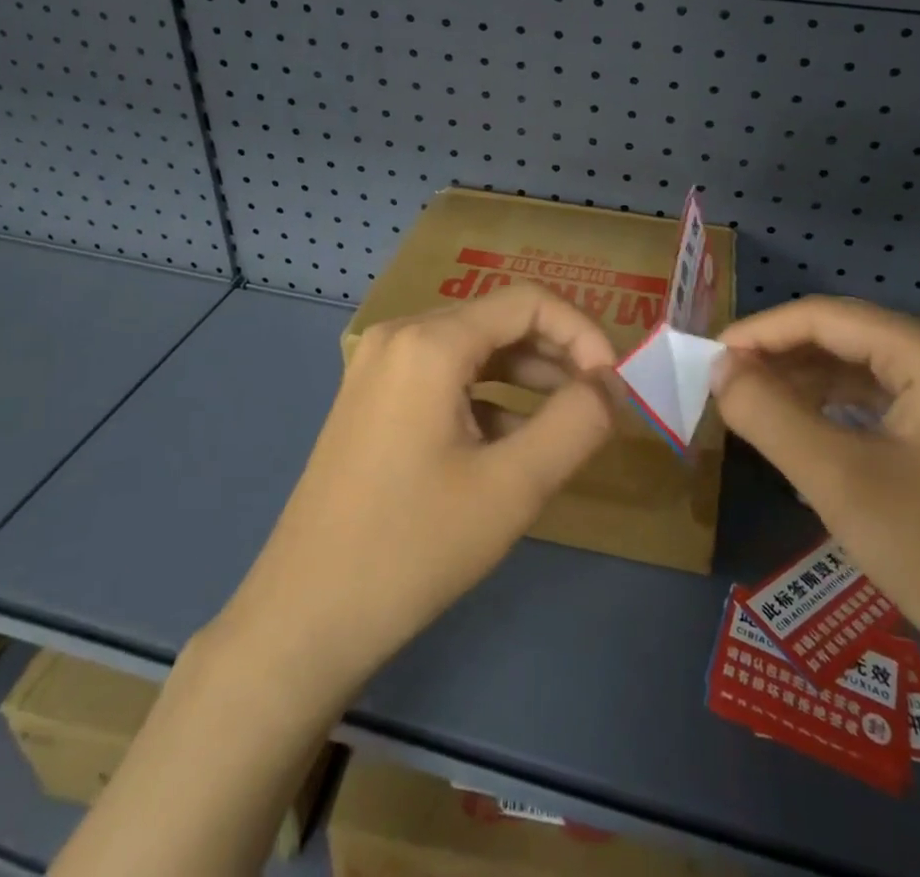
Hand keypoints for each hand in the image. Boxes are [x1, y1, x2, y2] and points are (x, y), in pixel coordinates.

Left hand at [216, 285, 619, 695]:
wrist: (305, 617)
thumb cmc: (413, 547)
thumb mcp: (513, 487)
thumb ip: (576, 424)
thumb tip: (611, 386)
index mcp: (430, 341)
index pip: (528, 302)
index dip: (582, 332)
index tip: (613, 385)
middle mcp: (401, 336)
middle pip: (498, 320)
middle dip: (557, 353)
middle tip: (598, 403)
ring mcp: (380, 366)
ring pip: (473, 349)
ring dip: (526, 375)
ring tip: (567, 421)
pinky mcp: (373, 398)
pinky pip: (444, 377)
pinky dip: (488, 396)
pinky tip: (511, 444)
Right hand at [713, 296, 919, 693]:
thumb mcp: (838, 480)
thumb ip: (766, 413)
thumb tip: (719, 367)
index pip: (828, 317)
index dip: (761, 331)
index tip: (710, 358)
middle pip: (848, 336)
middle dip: (782, 358)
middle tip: (726, 386)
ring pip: (864, 366)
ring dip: (806, 382)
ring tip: (753, 406)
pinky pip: (887, 396)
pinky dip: (839, 407)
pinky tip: (804, 428)